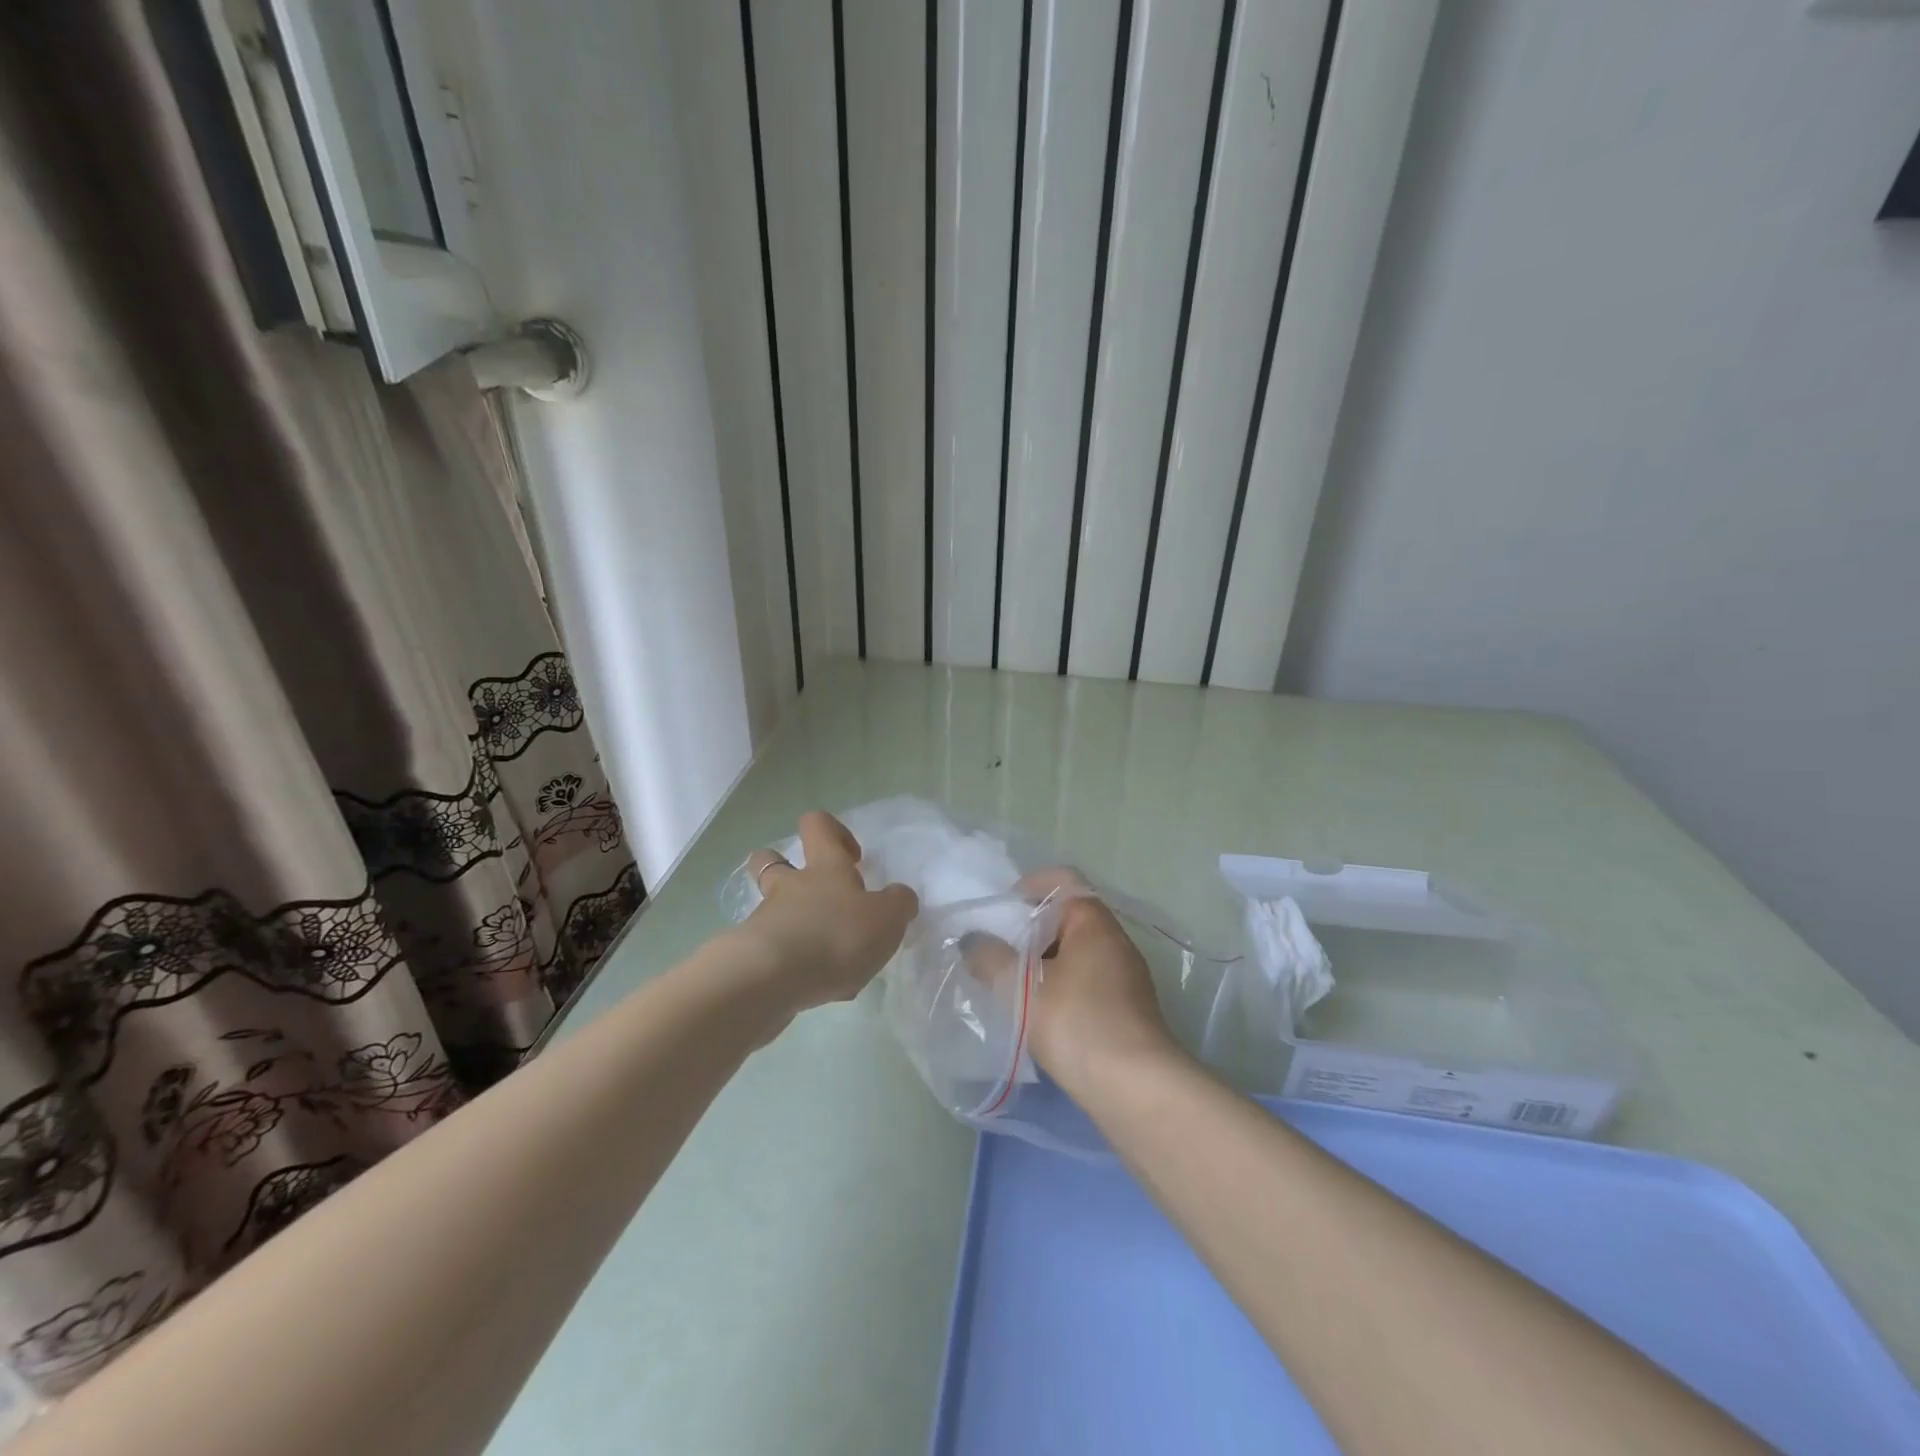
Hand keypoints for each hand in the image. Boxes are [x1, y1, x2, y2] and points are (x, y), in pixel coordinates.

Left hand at [737, 811, 918, 1015]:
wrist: (769, 980)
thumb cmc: (835, 936)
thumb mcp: (887, 918)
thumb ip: (898, 904)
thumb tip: (900, 897)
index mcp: (824, 868)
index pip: (818, 825)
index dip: (834, 831)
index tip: (853, 857)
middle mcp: (790, 886)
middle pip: (772, 860)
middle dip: (788, 867)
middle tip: (819, 894)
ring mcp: (766, 920)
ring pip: (772, 908)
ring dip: (794, 921)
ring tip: (825, 951)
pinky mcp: (751, 957)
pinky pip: (773, 951)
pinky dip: (794, 962)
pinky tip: (818, 987)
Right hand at [1008, 868, 1182, 1098]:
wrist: (1136, 1088)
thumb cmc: (1078, 1023)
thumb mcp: (1021, 988)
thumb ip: (990, 959)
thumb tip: (971, 940)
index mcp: (1093, 921)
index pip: (1063, 880)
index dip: (1030, 886)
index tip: (1002, 909)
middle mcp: (1115, 940)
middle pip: (1069, 917)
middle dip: (1032, 929)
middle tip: (999, 948)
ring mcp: (1127, 975)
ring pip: (1078, 952)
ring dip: (1046, 961)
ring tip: (1014, 983)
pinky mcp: (1128, 1008)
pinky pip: (1089, 980)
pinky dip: (1063, 985)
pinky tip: (1043, 1014)